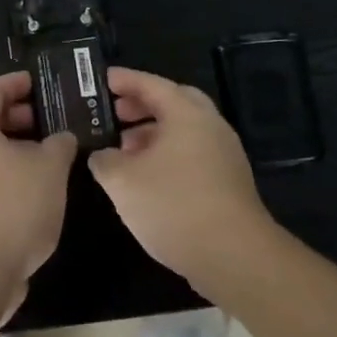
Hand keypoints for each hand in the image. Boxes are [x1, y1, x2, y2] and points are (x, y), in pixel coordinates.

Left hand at [0, 73, 77, 322]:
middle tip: (51, 119)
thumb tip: (61, 137)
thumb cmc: (11, 206)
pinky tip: (34, 187)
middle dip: (19, 116)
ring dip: (14, 147)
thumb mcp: (49, 168)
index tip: (43, 84)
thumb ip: (59, 144)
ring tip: (49, 154)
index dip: (18, 83)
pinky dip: (6, 172)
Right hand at [89, 67, 280, 296]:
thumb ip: (104, 160)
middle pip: (173, 102)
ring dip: (153, 133)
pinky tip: (147, 178)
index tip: (102, 79)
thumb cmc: (173, 205)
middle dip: (142, 104)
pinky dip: (167, 154)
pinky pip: (192, 153)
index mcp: (186, 114)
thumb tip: (102, 155)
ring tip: (124, 150)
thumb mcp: (122, 181)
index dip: (124, 80)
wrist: (234, 256)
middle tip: (115, 112)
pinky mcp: (228, 182)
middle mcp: (210, 126)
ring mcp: (224, 154)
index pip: (151, 84)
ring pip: (184, 131)